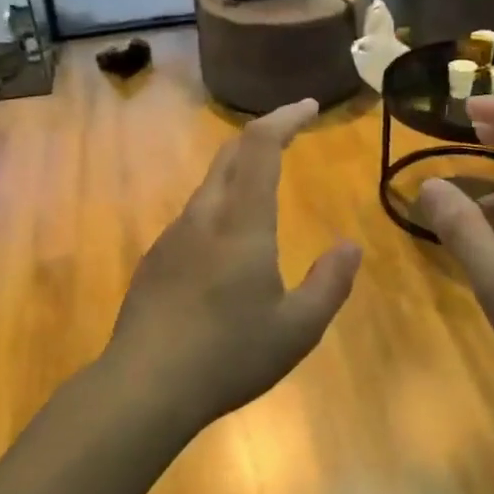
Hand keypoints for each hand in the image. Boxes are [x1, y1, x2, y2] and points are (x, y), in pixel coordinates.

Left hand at [104, 100, 361, 430]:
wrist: (145, 385)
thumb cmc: (229, 355)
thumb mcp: (298, 329)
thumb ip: (330, 283)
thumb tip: (349, 246)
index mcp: (241, 224)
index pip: (259, 148)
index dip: (283, 119)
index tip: (308, 107)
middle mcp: (202, 218)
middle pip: (229, 158)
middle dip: (261, 136)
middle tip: (289, 132)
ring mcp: (172, 238)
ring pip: (208, 189)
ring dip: (238, 174)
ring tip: (264, 188)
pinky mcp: (154, 262)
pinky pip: (193, 219)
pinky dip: (219, 209)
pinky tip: (227, 247)